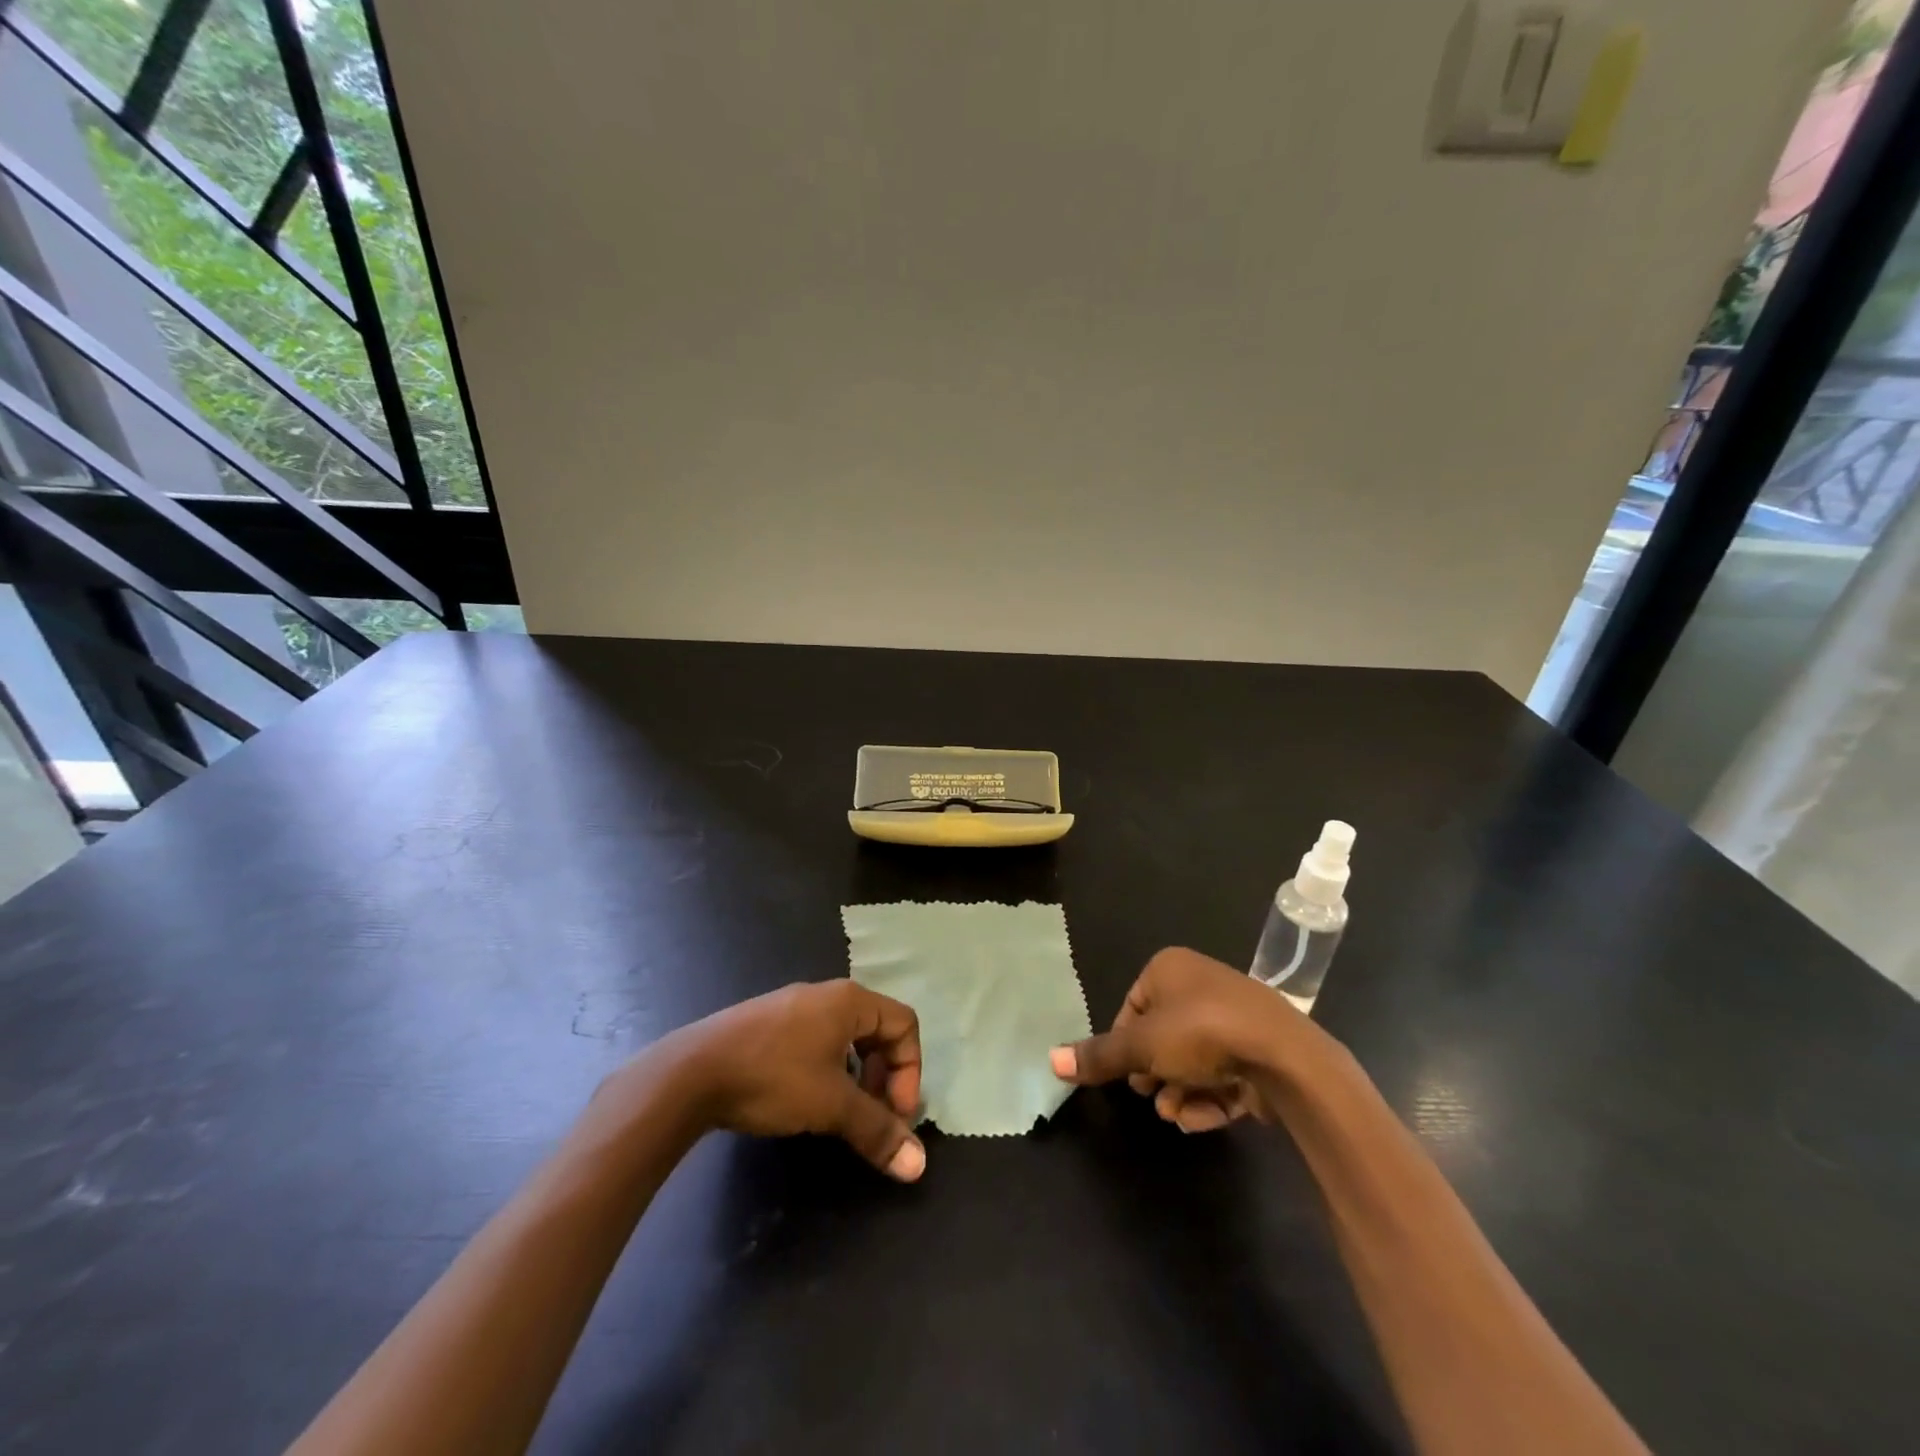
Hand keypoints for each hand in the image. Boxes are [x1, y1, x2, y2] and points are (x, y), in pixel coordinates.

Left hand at [661, 981, 926, 1181]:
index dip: (910, 1071)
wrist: (691, 1073)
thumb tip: (919, 1166)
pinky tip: (805, 1102)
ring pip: (846, 1039)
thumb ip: (877, 1130)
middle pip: (878, 1031)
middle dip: (884, 1077)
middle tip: (872, 1117)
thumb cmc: (773, 1078)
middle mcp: (826, 994)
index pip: (905, 1024)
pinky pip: (816, 1041)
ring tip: (841, 1115)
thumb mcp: (831, 1106)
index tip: (894, 1115)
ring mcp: (793, 1007)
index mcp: (850, 1000)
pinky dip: (827, 1071)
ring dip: (856, 1077)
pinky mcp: (768, 1024)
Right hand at [1049, 947, 1338, 1132]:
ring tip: (1179, 1114)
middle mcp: (1201, 983)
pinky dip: (1210, 1096)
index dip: (1126, 1046)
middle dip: (1155, 1074)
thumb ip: (1099, 1056)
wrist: (1285, 1057)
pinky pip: (1223, 1071)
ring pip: (1192, 1060)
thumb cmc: (1202, 1034)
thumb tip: (1050, 1061)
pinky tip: (1208, 1116)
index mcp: (1170, 968)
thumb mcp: (1141, 1047)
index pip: (1132, 1008)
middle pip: (1162, 1037)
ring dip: (1180, 1091)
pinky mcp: (1258, 1047)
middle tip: (1154, 1097)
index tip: (1128, 1075)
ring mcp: (1234, 1015)